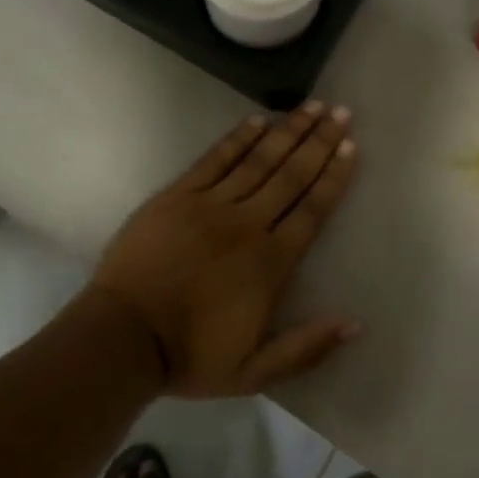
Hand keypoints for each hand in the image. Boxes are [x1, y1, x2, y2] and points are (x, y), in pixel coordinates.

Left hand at [87, 103, 360, 397]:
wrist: (123, 337)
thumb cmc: (189, 356)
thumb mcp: (254, 371)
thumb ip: (306, 348)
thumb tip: (355, 323)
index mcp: (270, 263)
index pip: (312, 210)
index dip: (333, 176)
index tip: (350, 146)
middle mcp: (247, 224)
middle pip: (291, 175)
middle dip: (318, 141)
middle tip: (341, 112)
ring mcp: (210, 205)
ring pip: (258, 161)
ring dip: (287, 131)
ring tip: (311, 106)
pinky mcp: (178, 196)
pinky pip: (215, 160)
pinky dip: (238, 139)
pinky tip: (258, 120)